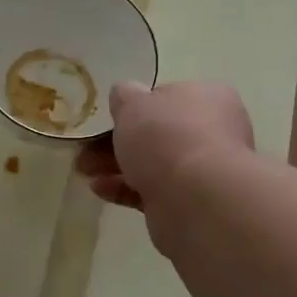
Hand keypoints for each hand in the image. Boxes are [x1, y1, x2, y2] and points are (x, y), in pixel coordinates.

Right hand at [74, 81, 254, 217]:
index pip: (169, 97)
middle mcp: (213, 132)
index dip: (137, 106)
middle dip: (116, 140)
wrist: (194, 199)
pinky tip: (98, 188)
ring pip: (152, 163)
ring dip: (115, 165)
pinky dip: (124, 188)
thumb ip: (124, 95)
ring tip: (83, 169)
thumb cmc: (166, 137)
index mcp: (208, 98)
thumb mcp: (134, 103)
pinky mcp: (189, 202)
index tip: (110, 117)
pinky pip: (151, 190)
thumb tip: (124, 93)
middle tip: (86, 147)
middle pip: (157, 133)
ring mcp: (203, 171)